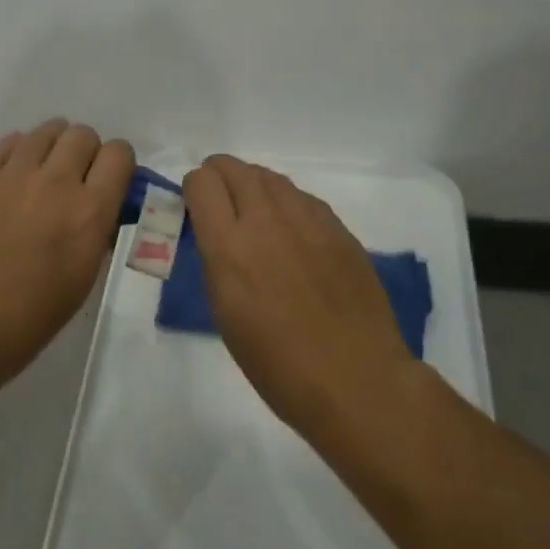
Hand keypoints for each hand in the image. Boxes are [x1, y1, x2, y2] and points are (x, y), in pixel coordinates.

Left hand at [0, 119, 134, 381]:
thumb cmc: (25, 321)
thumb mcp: (80, 281)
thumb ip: (94, 235)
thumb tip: (98, 215)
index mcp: (89, 213)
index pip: (119, 154)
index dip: (119, 164)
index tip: (110, 183)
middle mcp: (56, 182)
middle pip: (83, 134)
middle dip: (86, 152)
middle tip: (77, 180)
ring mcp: (14, 175)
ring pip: (47, 130)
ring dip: (54, 146)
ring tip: (45, 172)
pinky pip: (10, 142)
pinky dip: (20, 151)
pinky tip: (14, 176)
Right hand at [183, 155, 415, 436]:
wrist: (355, 380)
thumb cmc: (278, 365)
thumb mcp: (226, 315)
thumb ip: (217, 262)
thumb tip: (216, 236)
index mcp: (229, 247)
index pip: (201, 183)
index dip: (194, 190)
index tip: (195, 207)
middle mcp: (266, 220)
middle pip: (234, 168)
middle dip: (219, 177)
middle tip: (220, 201)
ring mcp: (307, 220)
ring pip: (270, 177)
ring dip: (253, 186)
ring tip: (255, 213)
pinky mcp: (338, 228)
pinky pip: (303, 198)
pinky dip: (287, 203)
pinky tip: (292, 231)